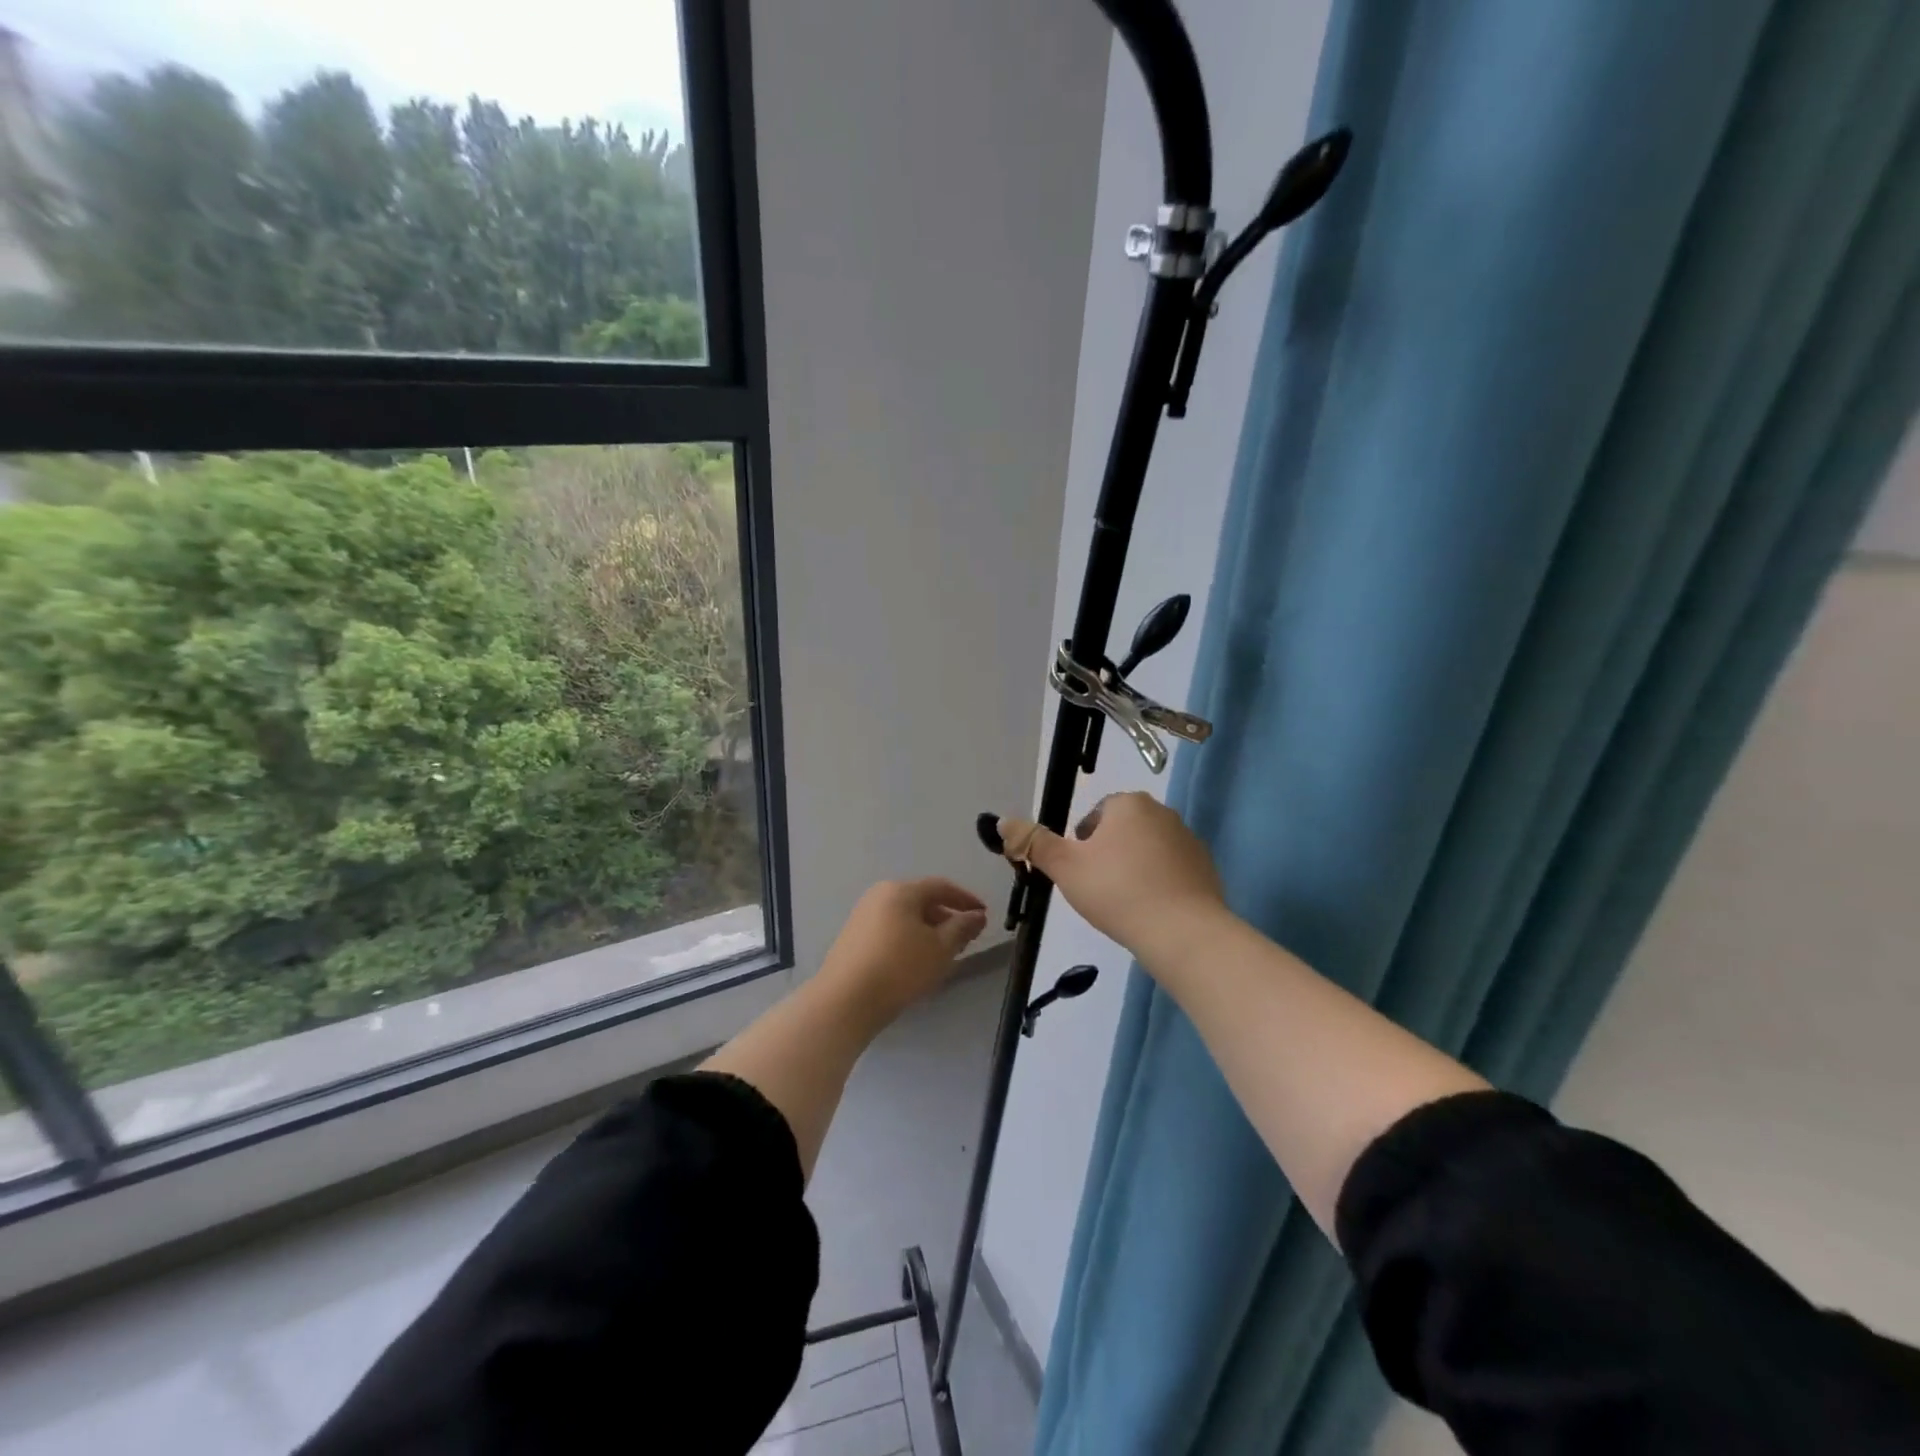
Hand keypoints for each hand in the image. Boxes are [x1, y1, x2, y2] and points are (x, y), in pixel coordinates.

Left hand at [818, 877, 989, 1024]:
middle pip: (921, 900)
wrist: (845, 1001)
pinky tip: (917, 961)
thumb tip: (977, 915)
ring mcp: (862, 916)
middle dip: (947, 917)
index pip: (941, 887)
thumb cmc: (900, 968)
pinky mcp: (853, 937)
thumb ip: (962, 928)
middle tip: (966, 937)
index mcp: (901, 890)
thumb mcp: (940, 949)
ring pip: (905, 916)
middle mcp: (879, 895)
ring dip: (928, 930)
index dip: (966, 899)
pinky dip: (909, 939)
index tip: (984, 914)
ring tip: (944, 952)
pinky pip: (890, 929)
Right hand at [997, 793, 1227, 962]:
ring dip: (1134, 869)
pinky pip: (1172, 871)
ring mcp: (1189, 840)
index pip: (1096, 815)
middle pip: (1122, 830)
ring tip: (1124, 903)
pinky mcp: (1206, 868)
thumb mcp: (1065, 867)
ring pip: (1148, 850)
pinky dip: (1160, 885)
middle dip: (1108, 855)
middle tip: (1098, 889)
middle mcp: (1162, 812)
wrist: (1183, 933)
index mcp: (1128, 804)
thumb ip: (1033, 843)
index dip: (1081, 844)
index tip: (1079, 873)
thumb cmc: (1117, 892)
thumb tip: (1002, 822)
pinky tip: (1151, 911)